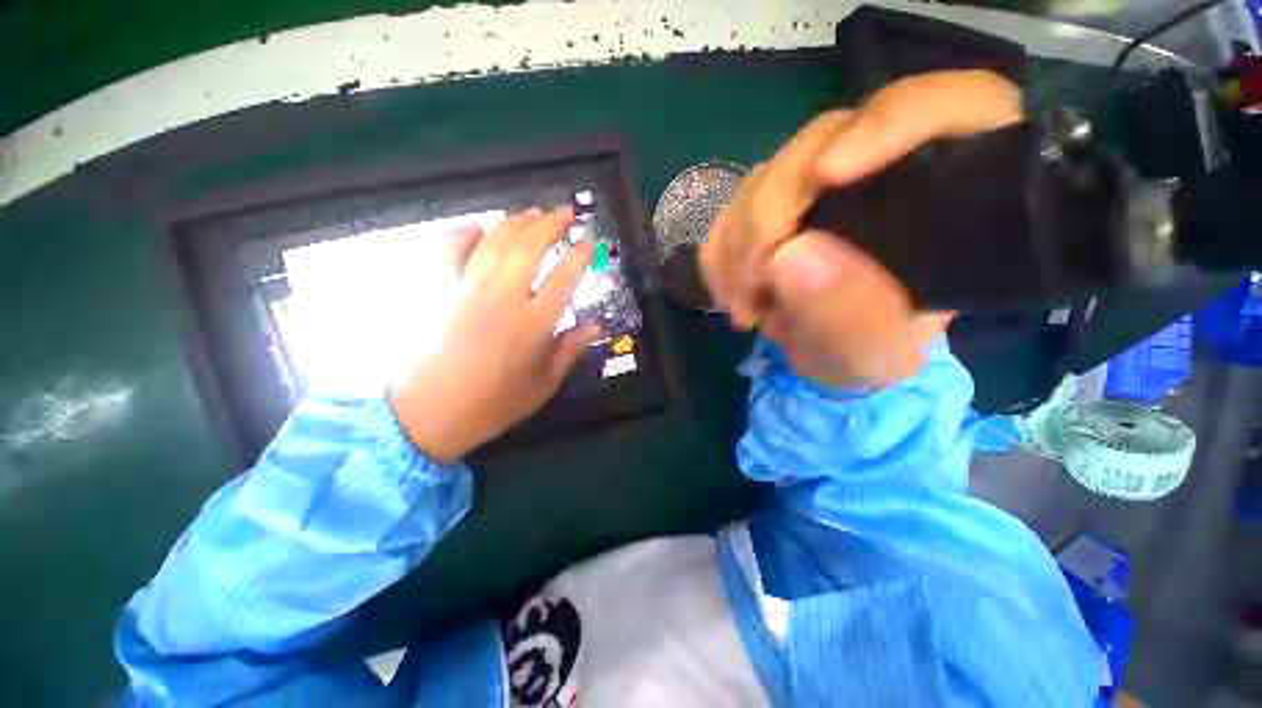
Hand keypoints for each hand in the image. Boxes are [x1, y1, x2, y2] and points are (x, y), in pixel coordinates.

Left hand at [390, 208, 598, 461]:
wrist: (428, 415)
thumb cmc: (494, 404)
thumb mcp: (543, 384)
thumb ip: (570, 350)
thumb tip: (595, 327)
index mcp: (534, 322)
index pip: (564, 277)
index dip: (579, 256)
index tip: (588, 241)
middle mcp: (504, 297)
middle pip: (530, 247)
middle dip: (551, 224)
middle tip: (564, 212)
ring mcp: (467, 289)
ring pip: (495, 242)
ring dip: (516, 222)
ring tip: (531, 212)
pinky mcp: (438, 291)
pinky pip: (450, 251)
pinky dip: (463, 234)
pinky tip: (475, 227)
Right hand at [700, 70, 1022, 386]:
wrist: (833, 349)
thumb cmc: (873, 347)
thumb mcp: (872, 348)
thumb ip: (847, 313)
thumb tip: (788, 256)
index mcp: (949, 185)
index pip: (947, 106)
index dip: (888, 122)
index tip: (827, 175)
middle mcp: (882, 164)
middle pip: (822, 142)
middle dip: (769, 215)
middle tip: (754, 284)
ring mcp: (818, 180)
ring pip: (765, 176)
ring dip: (738, 245)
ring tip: (746, 305)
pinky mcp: (774, 202)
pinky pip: (732, 210)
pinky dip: (721, 253)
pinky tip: (732, 292)